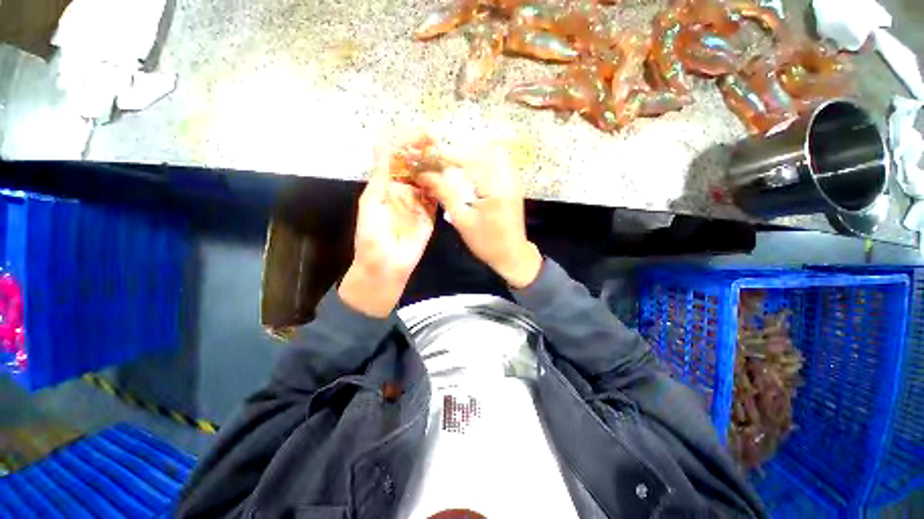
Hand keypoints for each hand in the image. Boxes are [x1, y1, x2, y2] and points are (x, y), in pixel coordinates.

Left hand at [339, 151, 436, 317]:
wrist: (385, 266)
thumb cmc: (371, 236)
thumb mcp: (371, 203)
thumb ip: (380, 176)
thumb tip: (380, 143)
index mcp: (387, 186)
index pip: (398, 159)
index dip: (408, 144)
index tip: (420, 134)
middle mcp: (404, 191)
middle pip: (416, 167)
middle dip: (425, 152)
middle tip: (436, 140)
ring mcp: (419, 203)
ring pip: (428, 180)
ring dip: (435, 167)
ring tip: (445, 153)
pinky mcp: (431, 216)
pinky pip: (437, 199)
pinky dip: (442, 187)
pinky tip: (449, 176)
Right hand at [416, 145, 541, 288]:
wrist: (513, 255)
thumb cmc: (486, 243)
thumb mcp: (462, 221)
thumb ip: (445, 194)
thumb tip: (425, 176)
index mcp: (495, 189)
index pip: (470, 160)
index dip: (449, 154)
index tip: (431, 156)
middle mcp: (507, 179)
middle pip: (484, 149)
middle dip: (460, 150)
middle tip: (441, 159)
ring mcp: (513, 180)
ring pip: (493, 153)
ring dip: (472, 153)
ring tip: (453, 163)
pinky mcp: (514, 184)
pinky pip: (499, 162)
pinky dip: (483, 160)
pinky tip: (470, 170)